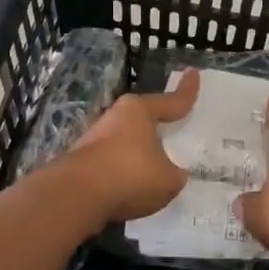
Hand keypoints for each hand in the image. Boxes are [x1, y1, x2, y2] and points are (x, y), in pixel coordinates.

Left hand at [60, 69, 201, 222]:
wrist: (75, 196)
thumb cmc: (130, 175)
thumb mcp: (168, 180)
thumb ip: (173, 175)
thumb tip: (171, 174)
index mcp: (139, 111)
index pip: (171, 101)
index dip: (186, 91)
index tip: (193, 73)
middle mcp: (115, 118)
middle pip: (142, 118)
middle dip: (156, 125)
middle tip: (172, 128)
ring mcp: (94, 139)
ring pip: (125, 141)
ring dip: (137, 153)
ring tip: (153, 170)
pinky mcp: (81, 162)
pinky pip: (112, 164)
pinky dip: (122, 173)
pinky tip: (131, 189)